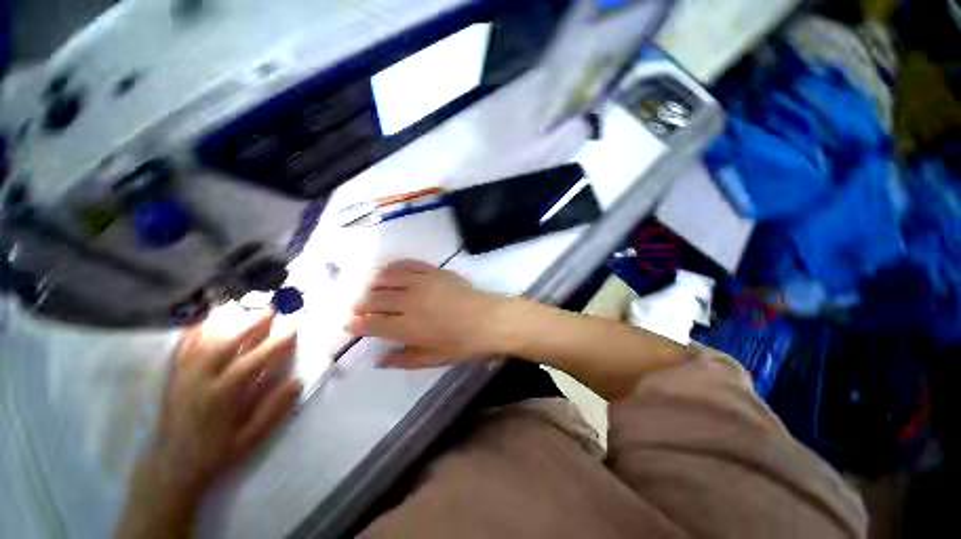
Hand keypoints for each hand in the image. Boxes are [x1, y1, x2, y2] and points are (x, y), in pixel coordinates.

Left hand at [118, 307, 301, 537]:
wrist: (172, 466)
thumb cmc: (216, 453)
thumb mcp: (251, 438)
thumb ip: (273, 409)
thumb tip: (297, 381)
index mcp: (221, 397)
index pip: (251, 362)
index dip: (274, 345)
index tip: (292, 330)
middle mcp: (199, 381)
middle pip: (225, 344)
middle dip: (250, 324)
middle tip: (270, 309)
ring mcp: (183, 376)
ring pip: (203, 341)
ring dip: (225, 322)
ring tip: (243, 307)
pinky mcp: (173, 376)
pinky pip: (183, 347)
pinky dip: (195, 330)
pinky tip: (206, 320)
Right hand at [346, 260, 508, 367]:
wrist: (491, 319)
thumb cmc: (464, 344)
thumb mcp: (435, 359)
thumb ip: (405, 359)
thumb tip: (379, 360)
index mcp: (408, 328)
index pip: (372, 324)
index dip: (356, 324)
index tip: (348, 324)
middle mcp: (410, 302)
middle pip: (374, 299)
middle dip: (359, 303)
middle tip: (356, 306)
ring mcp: (422, 283)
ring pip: (386, 277)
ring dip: (372, 282)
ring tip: (368, 286)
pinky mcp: (434, 271)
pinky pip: (407, 264)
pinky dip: (394, 266)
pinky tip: (390, 270)